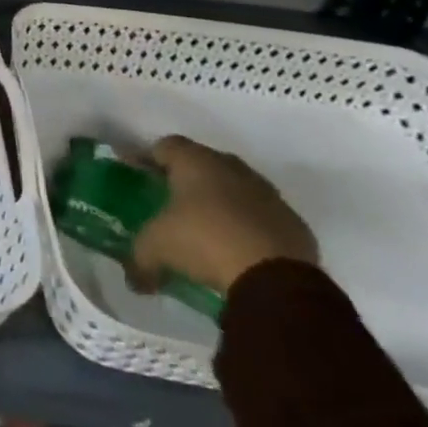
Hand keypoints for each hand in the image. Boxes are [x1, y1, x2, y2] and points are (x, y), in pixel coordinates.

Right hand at [130, 135, 317, 295]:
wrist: (277, 279)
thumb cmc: (204, 241)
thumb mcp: (157, 248)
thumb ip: (139, 258)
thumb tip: (133, 280)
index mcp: (195, 160)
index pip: (164, 146)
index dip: (147, 159)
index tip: (136, 175)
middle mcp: (231, 167)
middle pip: (202, 163)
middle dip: (186, 179)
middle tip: (170, 200)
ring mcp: (267, 194)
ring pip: (236, 188)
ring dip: (221, 202)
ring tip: (206, 228)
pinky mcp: (293, 223)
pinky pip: (262, 216)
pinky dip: (248, 226)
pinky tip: (239, 249)